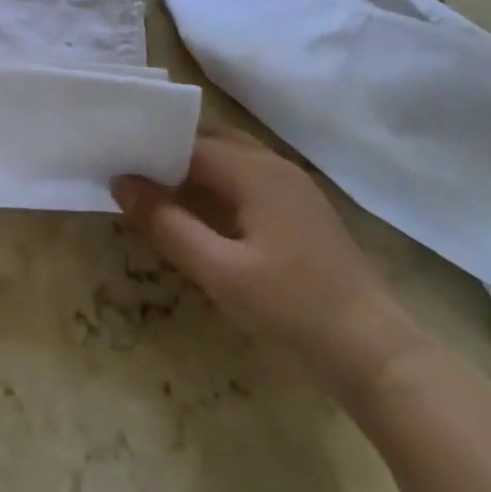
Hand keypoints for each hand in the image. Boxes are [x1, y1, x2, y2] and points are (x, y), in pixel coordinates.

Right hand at [113, 132, 427, 396]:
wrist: (376, 352)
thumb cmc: (292, 308)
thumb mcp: (220, 272)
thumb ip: (167, 225)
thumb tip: (122, 184)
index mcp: (255, 171)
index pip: (189, 141)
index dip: (150, 147)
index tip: (113, 157)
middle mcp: (275, 165)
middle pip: (211, 139)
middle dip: (170, 147)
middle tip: (128, 165)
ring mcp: (294, 186)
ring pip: (231, 156)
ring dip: (193, 164)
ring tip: (153, 183)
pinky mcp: (302, 209)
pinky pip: (248, 176)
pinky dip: (216, 180)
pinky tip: (199, 207)